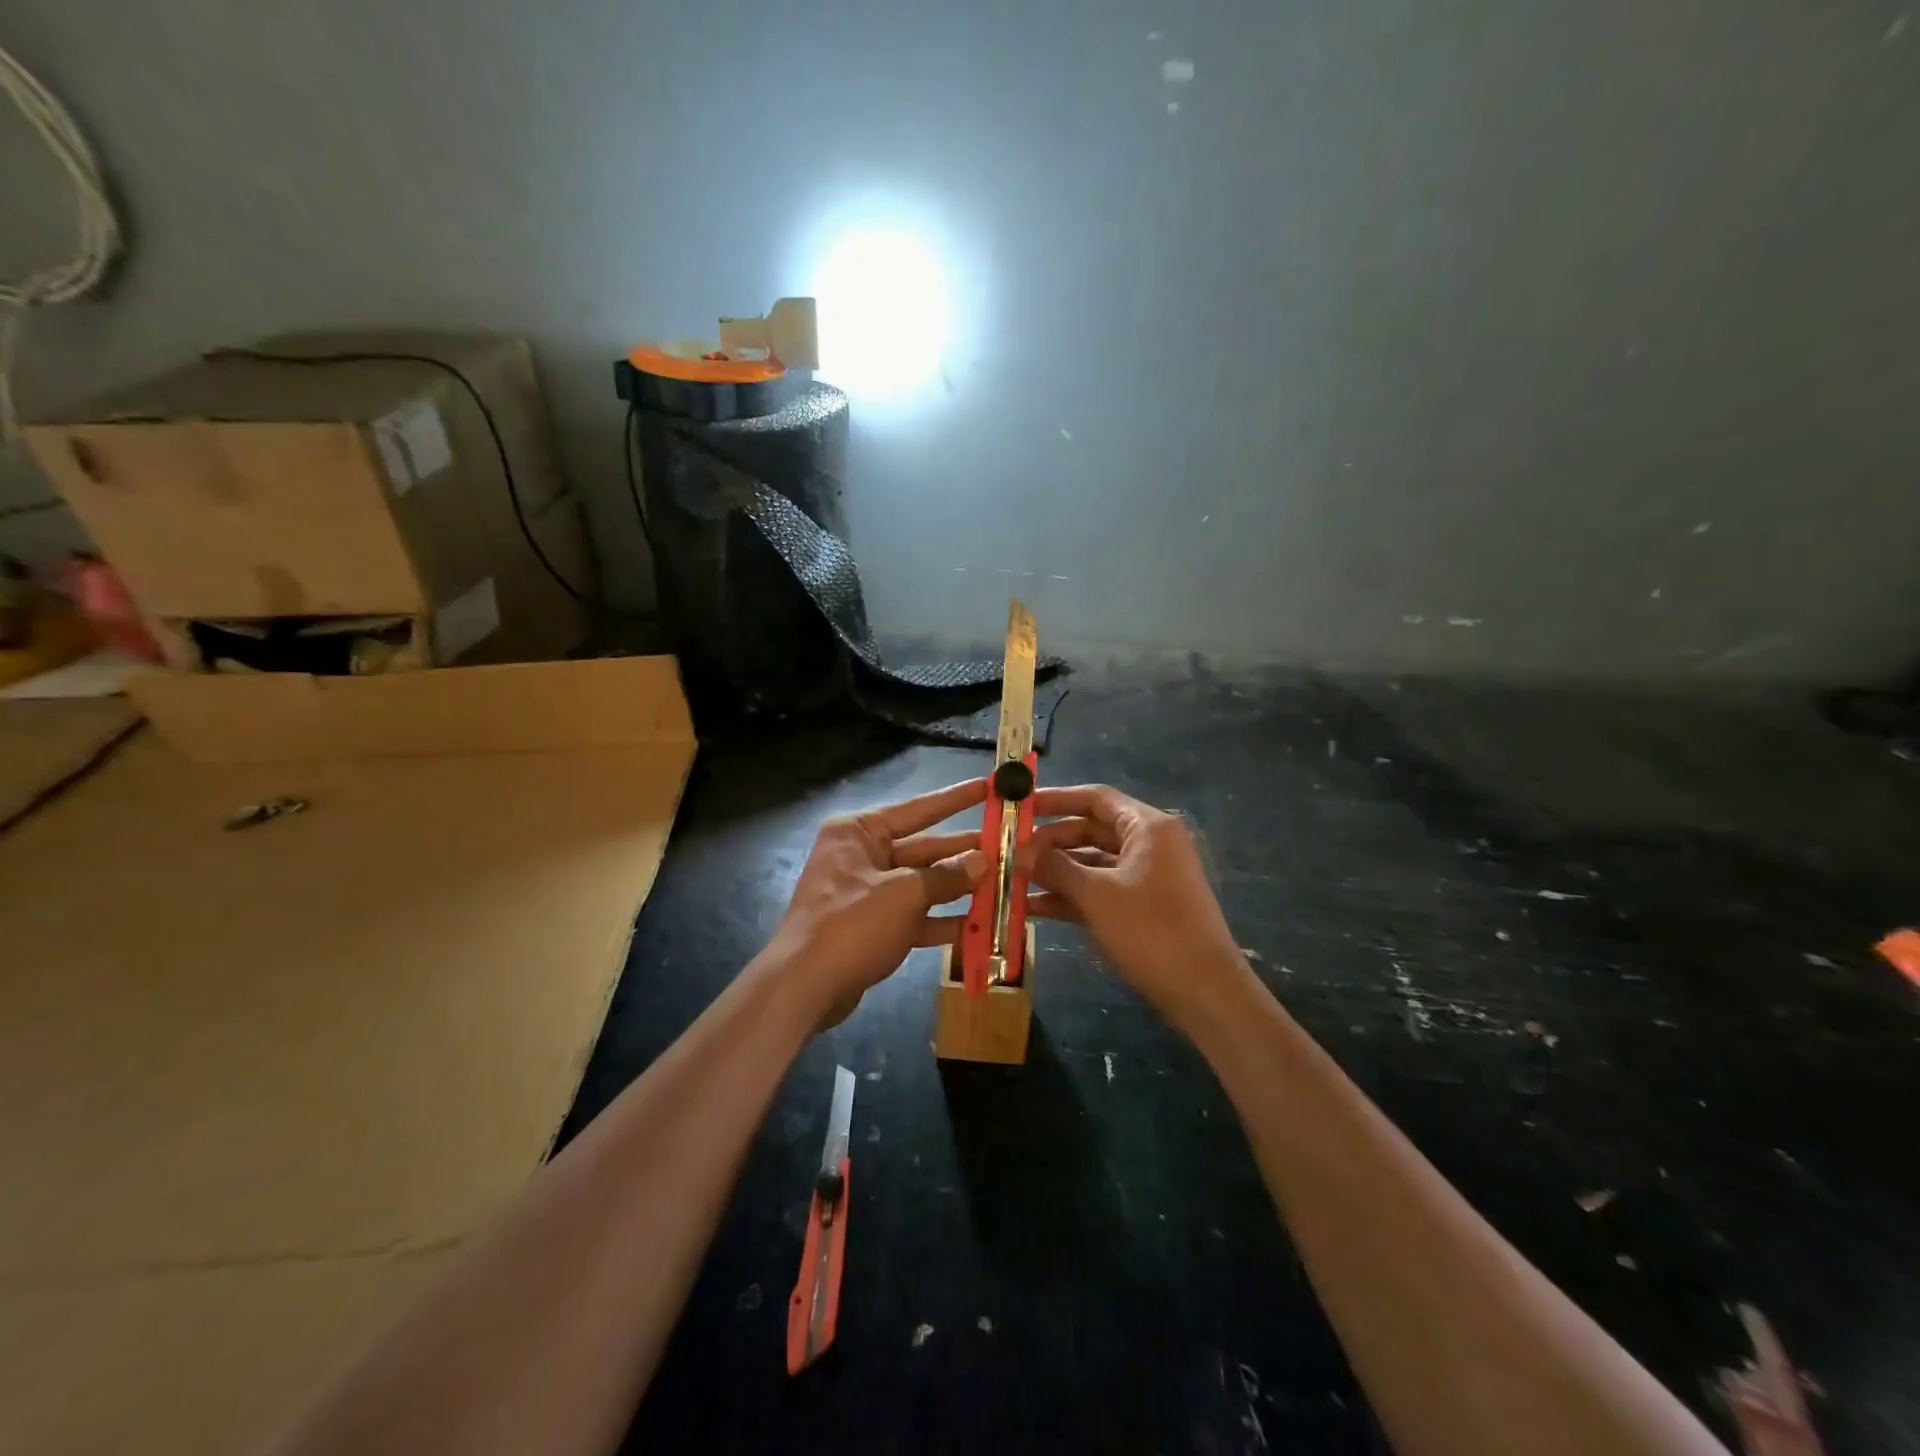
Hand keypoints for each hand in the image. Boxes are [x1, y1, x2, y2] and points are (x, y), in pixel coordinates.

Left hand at [766, 779, 988, 1027]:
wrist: (804, 988)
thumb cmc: (851, 925)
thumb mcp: (904, 895)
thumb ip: (946, 877)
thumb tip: (983, 861)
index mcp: (859, 832)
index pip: (918, 809)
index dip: (956, 799)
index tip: (988, 788)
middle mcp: (862, 855)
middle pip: (923, 848)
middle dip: (963, 852)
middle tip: (1007, 846)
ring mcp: (867, 893)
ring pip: (922, 884)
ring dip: (959, 888)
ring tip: (1003, 884)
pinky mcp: (872, 926)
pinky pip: (914, 916)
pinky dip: (942, 920)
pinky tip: (979, 925)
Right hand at [1016, 784, 1253, 1033]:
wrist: (1205, 992)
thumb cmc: (1151, 930)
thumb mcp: (1096, 895)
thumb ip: (1054, 867)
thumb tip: (1017, 850)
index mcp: (1147, 827)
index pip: (1095, 798)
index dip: (1055, 799)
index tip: (1020, 805)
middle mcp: (1149, 844)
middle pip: (1091, 830)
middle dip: (1049, 841)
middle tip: (1009, 850)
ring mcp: (1147, 877)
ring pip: (1092, 864)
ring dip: (1055, 872)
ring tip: (1011, 879)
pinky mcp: (1143, 907)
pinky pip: (1101, 890)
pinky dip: (1071, 896)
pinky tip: (1033, 907)